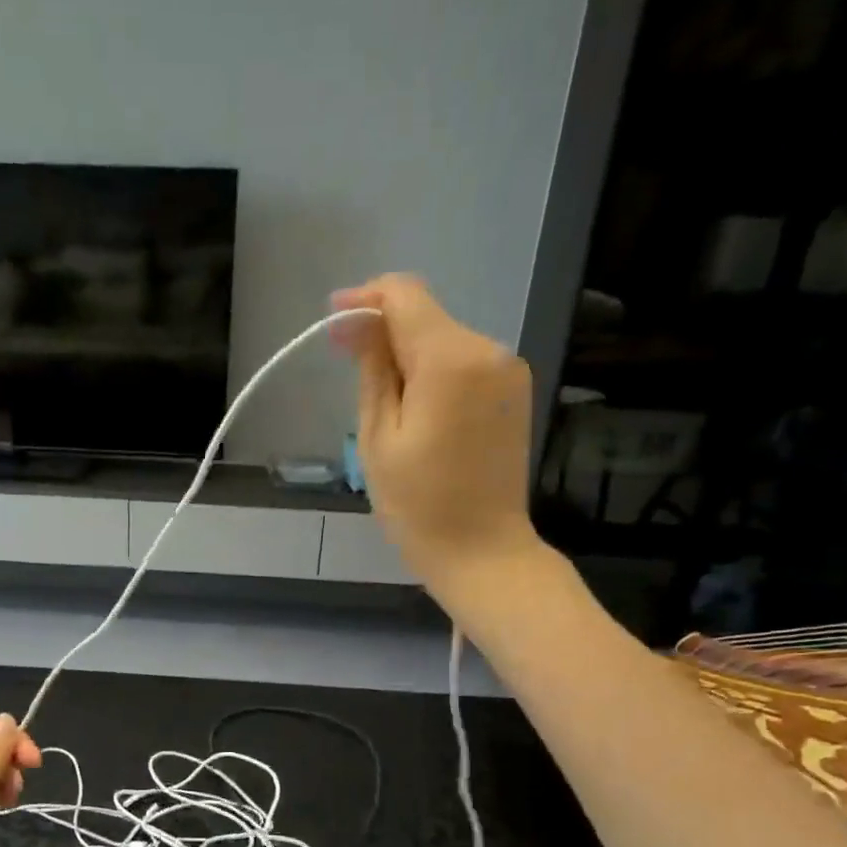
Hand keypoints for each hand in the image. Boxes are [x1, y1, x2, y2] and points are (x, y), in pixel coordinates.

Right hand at [333, 273, 541, 594]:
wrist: (482, 551)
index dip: (365, 300)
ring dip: (408, 355)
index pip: (405, 296)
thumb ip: (371, 369)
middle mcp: (489, 350)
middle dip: (384, 332)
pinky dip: (433, 372)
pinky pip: (464, 362)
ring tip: (383, 406)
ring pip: (444, 339)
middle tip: (348, 371)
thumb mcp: (378, 436)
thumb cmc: (418, 504)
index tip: (332, 324)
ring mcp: (508, 370)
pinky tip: (416, 410)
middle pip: (426, 316)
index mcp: (451, 360)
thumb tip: (354, 321)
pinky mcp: (513, 392)